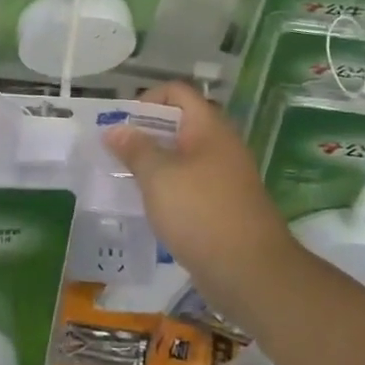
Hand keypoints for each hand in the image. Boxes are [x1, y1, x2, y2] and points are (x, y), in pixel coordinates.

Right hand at [102, 82, 300, 322]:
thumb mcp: (159, 177)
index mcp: (209, 128)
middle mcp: (220, 146)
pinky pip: (190, 186)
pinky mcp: (223, 207)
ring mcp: (224, 178)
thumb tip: (115, 129)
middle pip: (180, 125)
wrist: (250, 272)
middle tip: (114, 151)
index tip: (122, 123)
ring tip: (123, 178)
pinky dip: (168, 190)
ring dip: (154, 164)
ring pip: (183, 158)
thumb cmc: (201, 213)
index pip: (178, 93)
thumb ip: (135, 149)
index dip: (148, 99)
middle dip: (145, 134)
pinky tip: (147, 206)